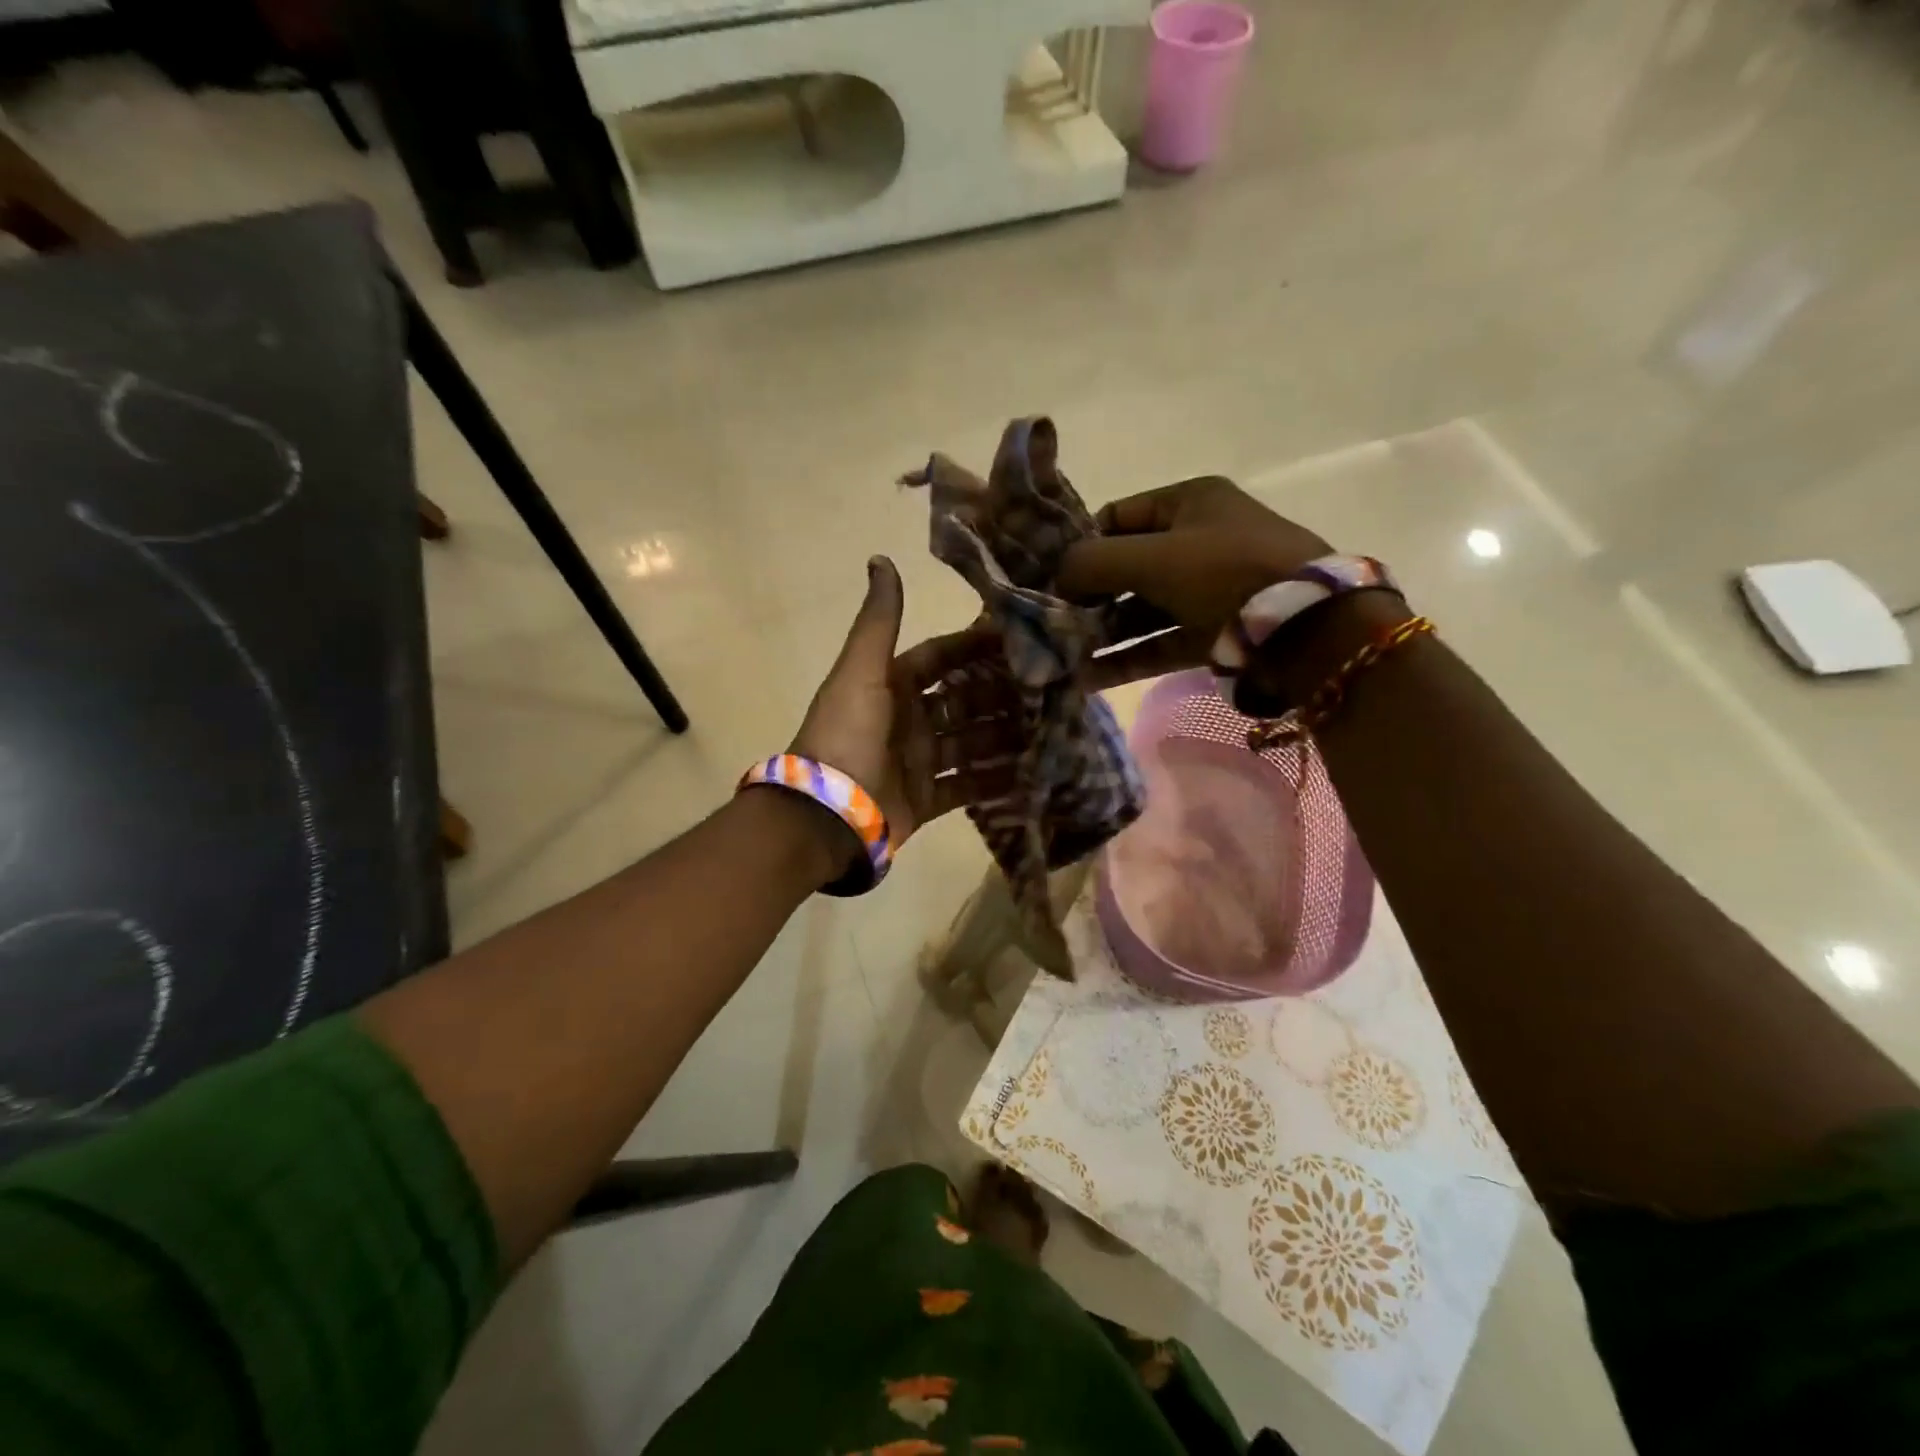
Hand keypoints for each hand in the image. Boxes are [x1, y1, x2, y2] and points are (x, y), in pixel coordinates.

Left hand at [788, 558, 1019, 874]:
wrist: (827, 813)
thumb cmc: (847, 735)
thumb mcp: (862, 671)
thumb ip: (879, 620)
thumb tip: (880, 558)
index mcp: (892, 685)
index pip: (942, 658)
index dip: (976, 648)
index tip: (1021, 641)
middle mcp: (908, 720)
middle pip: (964, 701)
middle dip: (1001, 695)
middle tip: (1049, 690)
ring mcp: (918, 761)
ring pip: (971, 743)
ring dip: (1005, 737)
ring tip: (1051, 730)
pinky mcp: (926, 800)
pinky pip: (967, 787)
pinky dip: (995, 782)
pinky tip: (1032, 774)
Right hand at [1056, 476, 1333, 688]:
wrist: (1306, 628)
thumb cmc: (1225, 572)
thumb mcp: (1153, 557)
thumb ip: (1093, 563)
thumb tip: (1057, 577)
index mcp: (1189, 503)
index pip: (1118, 516)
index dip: (1082, 544)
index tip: (1051, 577)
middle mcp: (1197, 542)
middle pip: (1126, 567)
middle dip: (1087, 597)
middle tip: (1051, 622)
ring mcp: (1206, 591)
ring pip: (1140, 610)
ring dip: (1101, 634)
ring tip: (1061, 657)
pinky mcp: (1212, 634)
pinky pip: (1158, 643)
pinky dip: (1125, 659)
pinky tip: (1087, 679)